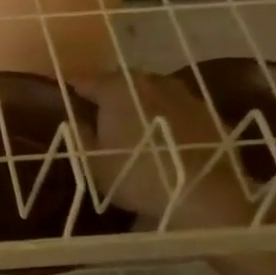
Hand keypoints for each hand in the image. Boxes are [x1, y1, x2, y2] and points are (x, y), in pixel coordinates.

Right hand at [77, 72, 262, 229]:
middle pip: (122, 82)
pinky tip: (166, 142)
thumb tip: (78, 119)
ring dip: (141, 106)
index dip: (73, 91)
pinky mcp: (209, 113)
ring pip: (153, 93)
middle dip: (110, 96)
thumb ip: (82, 136)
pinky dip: (167, 120)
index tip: (66, 101)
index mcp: (117, 89)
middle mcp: (152, 81)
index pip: (86, 80)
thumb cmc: (138, 177)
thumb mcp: (95, 164)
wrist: (205, 194)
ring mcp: (185, 95)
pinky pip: (178, 111)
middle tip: (100, 118)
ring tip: (135, 130)